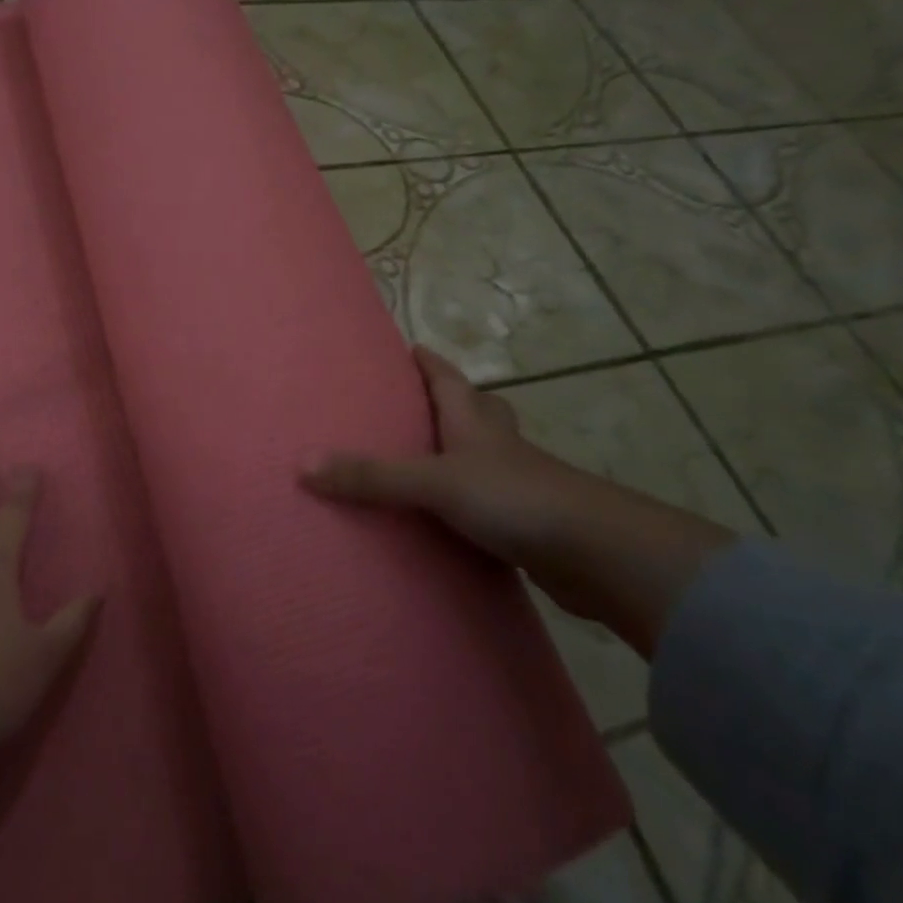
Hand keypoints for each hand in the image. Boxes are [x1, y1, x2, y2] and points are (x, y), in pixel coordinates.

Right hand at [300, 347, 733, 655]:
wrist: (599, 555)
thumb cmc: (515, 498)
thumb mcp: (434, 483)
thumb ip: (371, 477)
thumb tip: (303, 465)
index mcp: (475, 424)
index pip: (449, 379)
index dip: (429, 362)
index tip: (409, 347)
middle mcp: (498, 446)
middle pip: (479, 410)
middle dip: (455, 401)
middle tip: (419, 403)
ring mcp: (519, 485)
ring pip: (488, 457)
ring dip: (464, 453)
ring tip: (427, 462)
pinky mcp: (529, 524)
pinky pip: (492, 502)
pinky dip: (472, 503)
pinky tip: (453, 520)